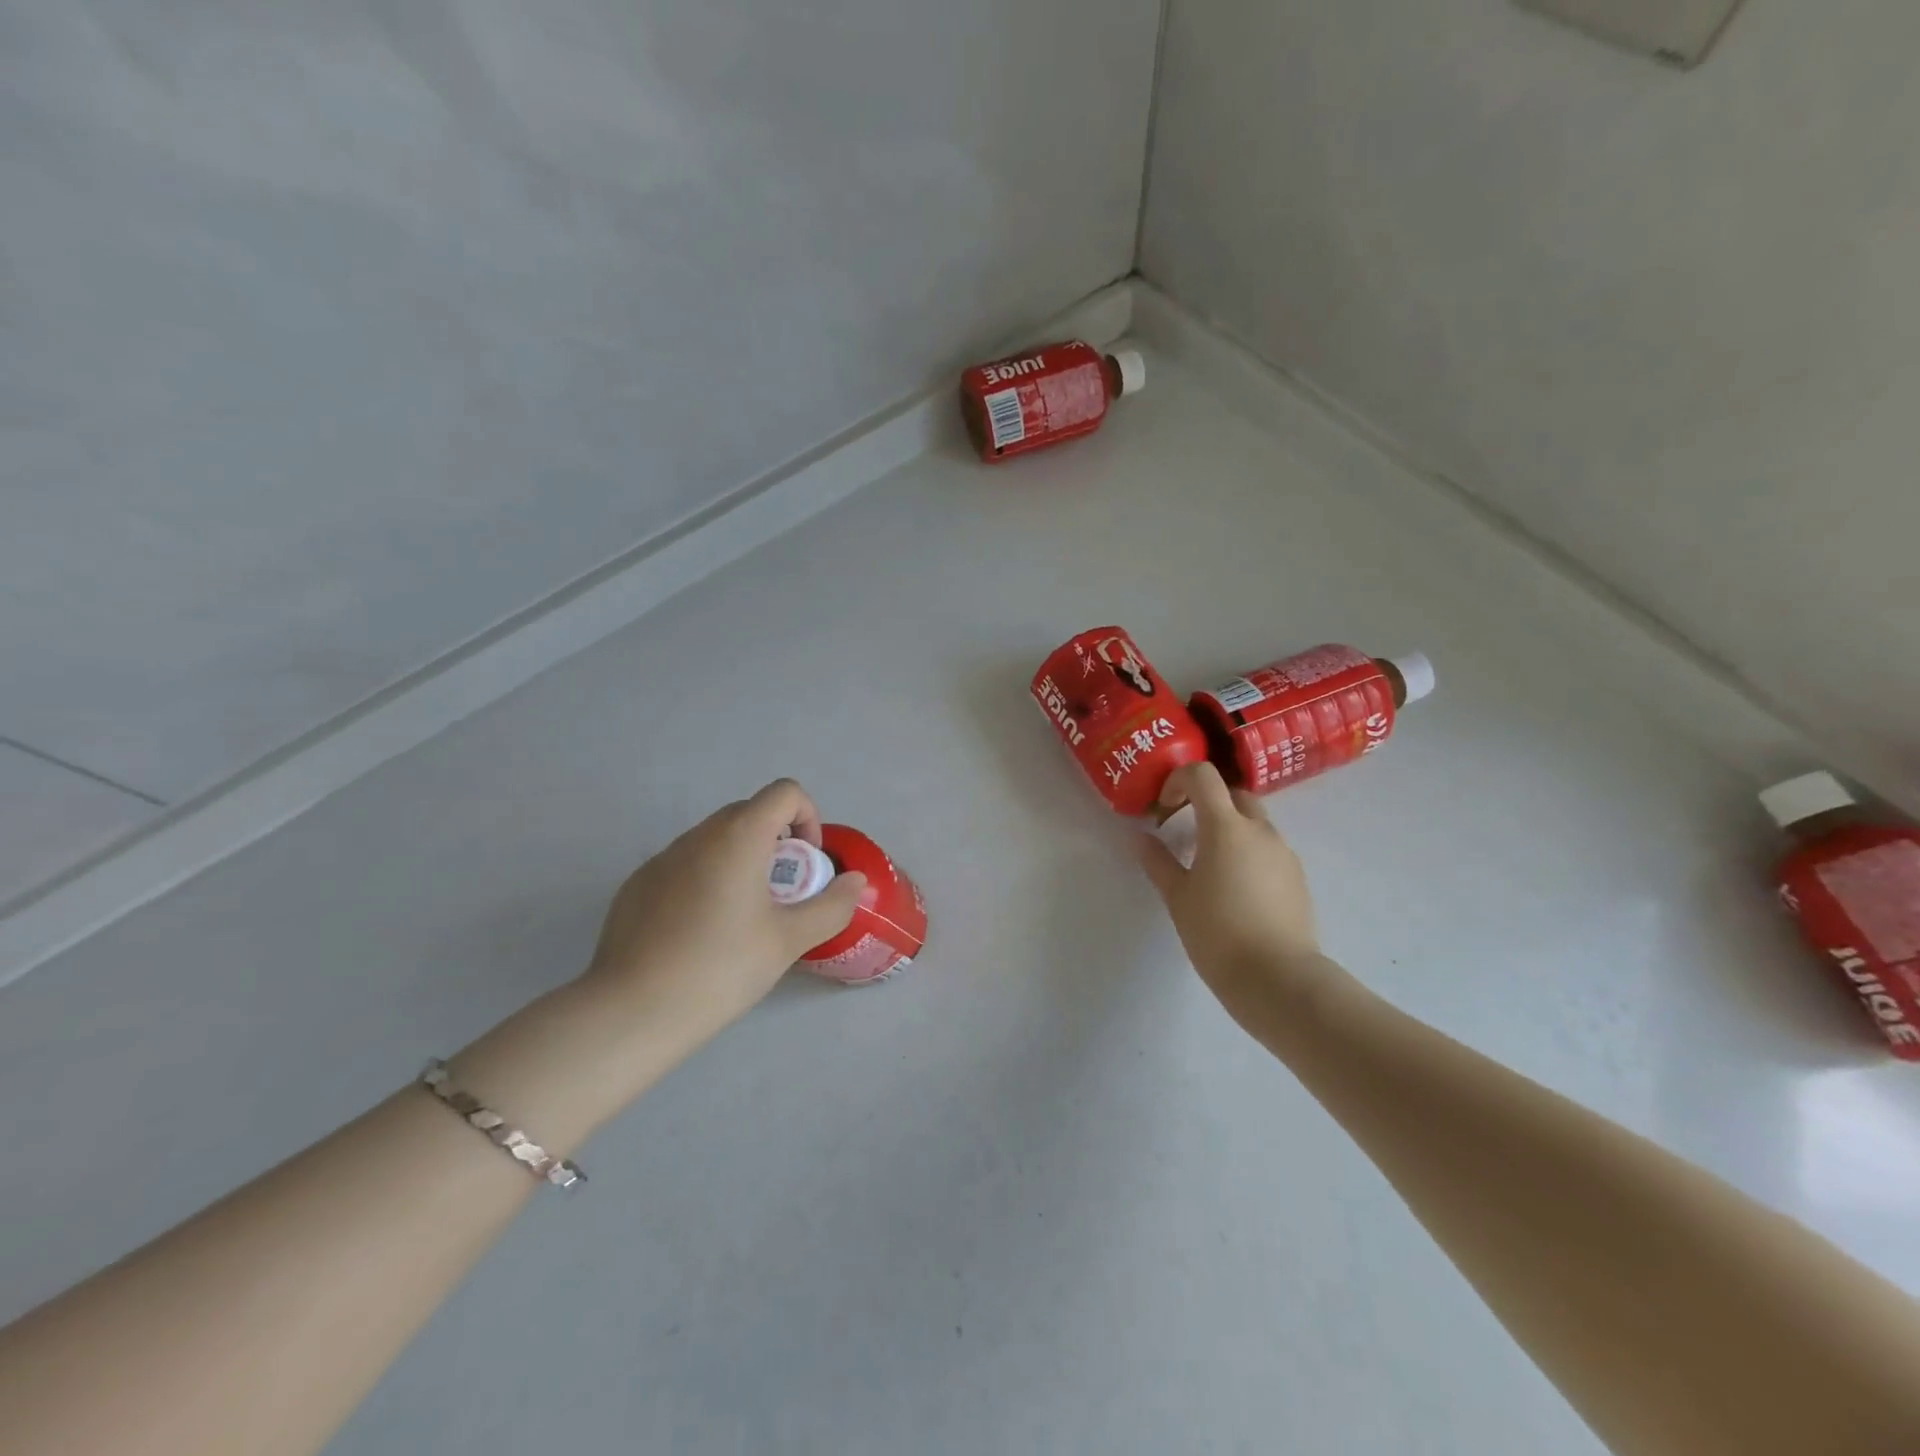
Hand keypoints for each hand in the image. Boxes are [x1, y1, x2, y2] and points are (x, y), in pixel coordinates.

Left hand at [582, 779, 867, 1041]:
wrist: (632, 1012)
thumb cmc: (721, 968)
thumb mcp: (788, 941)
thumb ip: (831, 906)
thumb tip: (856, 882)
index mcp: (739, 837)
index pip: (784, 793)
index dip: (808, 817)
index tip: (806, 864)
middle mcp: (698, 836)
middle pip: (749, 812)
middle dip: (776, 842)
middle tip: (780, 894)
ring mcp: (661, 858)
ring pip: (714, 840)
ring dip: (740, 860)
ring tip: (740, 918)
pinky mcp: (636, 885)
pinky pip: (683, 865)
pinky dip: (704, 880)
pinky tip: (698, 933)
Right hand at [1138, 763, 1340, 1031]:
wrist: (1278, 979)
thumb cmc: (1217, 933)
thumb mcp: (1178, 897)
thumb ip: (1158, 862)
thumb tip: (1140, 838)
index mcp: (1226, 827)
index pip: (1203, 776)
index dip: (1178, 780)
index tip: (1164, 809)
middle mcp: (1260, 830)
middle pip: (1233, 794)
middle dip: (1206, 802)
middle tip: (1185, 831)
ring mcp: (1284, 853)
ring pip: (1254, 823)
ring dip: (1229, 829)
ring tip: (1208, 865)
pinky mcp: (1297, 877)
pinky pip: (1268, 850)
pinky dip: (1248, 853)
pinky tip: (1234, 889)